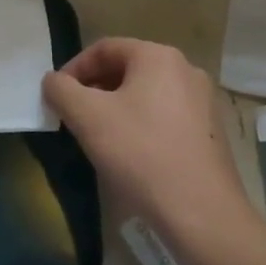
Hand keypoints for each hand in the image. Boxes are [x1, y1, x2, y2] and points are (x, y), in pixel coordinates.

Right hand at [44, 38, 262, 239]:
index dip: (74, 69)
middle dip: (95, 89)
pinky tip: (131, 154)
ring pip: (146, 94)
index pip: (104, 49)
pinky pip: (166, 116)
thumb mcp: (87, 117)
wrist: (203, 215)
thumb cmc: (141, 154)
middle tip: (74, 115)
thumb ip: (60, 89)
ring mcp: (204, 102)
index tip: (57, 96)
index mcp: (158, 57)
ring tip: (99, 136)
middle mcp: (186, 70)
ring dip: (116, 108)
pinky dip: (142, 125)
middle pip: (127, 69)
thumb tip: (53, 81)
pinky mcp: (212, 133)